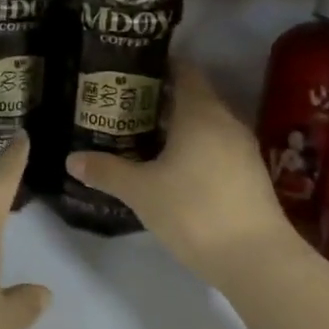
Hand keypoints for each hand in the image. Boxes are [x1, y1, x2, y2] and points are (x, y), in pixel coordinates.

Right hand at [67, 62, 293, 283]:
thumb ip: (106, 171)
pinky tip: (173, 167)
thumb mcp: (141, 191)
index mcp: (200, 112)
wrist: (257, 262)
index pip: (184, 71)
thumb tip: (71, 160)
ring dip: (179, 126)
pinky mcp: (251, 176)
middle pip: (194, 96)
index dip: (158, 66)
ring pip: (207, 124)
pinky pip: (217, 147)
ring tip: (144, 135)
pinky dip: (195, 148)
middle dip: (161, 98)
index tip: (130, 71)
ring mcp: (243, 150)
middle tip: (126, 105)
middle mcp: (226, 122)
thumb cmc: (194, 211)